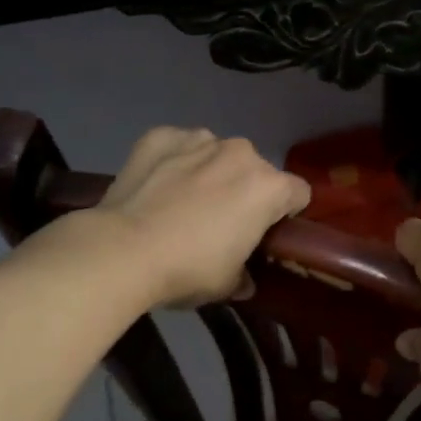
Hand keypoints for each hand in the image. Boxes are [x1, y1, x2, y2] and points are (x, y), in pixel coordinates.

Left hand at [65, 128, 309, 309]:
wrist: (122, 251)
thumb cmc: (187, 269)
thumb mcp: (227, 284)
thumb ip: (245, 275)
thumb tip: (245, 280)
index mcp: (268, 187)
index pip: (298, 193)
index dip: (286, 214)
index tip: (267, 233)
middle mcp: (240, 153)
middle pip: (256, 170)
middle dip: (245, 191)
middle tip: (221, 223)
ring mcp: (199, 140)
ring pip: (216, 154)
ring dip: (210, 172)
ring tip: (183, 202)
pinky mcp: (160, 136)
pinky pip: (178, 146)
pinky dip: (173, 161)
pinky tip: (156, 185)